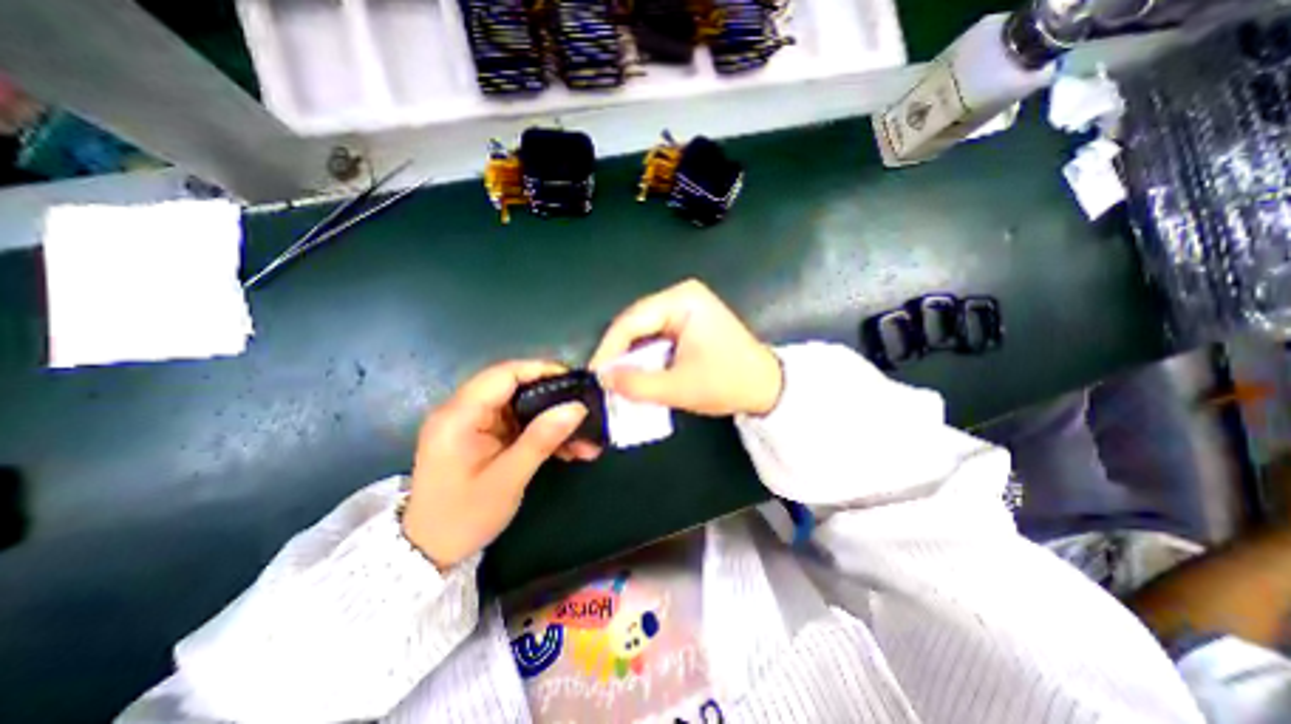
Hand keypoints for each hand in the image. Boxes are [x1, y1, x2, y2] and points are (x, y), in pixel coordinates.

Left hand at [402, 358, 589, 566]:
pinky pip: (518, 423)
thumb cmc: (464, 517)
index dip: (540, 370)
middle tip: (585, 409)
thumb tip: (577, 407)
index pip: (503, 374)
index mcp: (459, 416)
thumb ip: (541, 439)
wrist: (430, 552)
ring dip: (552, 419)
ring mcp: (472, 423)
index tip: (574, 381)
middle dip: (553, 399)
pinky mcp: (482, 435)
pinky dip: (542, 432)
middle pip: (515, 387)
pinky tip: (567, 448)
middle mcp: (463, 411)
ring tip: (583, 438)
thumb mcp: (507, 479)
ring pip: (521, 406)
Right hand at [590, 277, 780, 413]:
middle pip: (636, 324)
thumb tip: (604, 379)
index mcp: (683, 300)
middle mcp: (681, 297)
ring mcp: (685, 309)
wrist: (766, 388)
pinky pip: (656, 338)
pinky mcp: (687, 323)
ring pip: (644, 332)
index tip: (595, 374)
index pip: (632, 320)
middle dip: (619, 354)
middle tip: (604, 380)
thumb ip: (637, 384)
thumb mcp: (679, 387)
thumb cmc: (729, 383)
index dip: (609, 349)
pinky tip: (639, 375)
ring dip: (632, 358)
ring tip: (617, 381)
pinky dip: (646, 358)